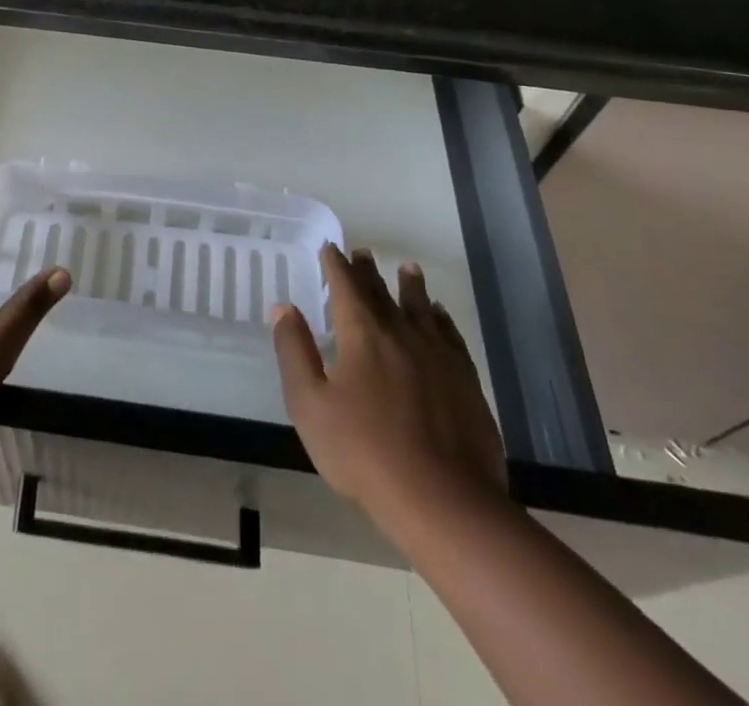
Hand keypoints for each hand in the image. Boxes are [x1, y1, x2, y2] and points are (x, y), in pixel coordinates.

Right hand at [272, 243, 506, 525]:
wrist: (443, 501)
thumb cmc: (364, 453)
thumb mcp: (310, 405)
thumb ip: (294, 351)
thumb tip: (283, 307)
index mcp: (361, 333)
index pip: (344, 285)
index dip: (335, 264)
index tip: (330, 248)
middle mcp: (400, 331)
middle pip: (381, 292)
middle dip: (368, 271)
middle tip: (363, 253)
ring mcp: (437, 354)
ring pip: (420, 307)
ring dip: (410, 286)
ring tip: (407, 269)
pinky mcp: (465, 379)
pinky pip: (450, 335)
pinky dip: (441, 318)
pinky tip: (439, 317)